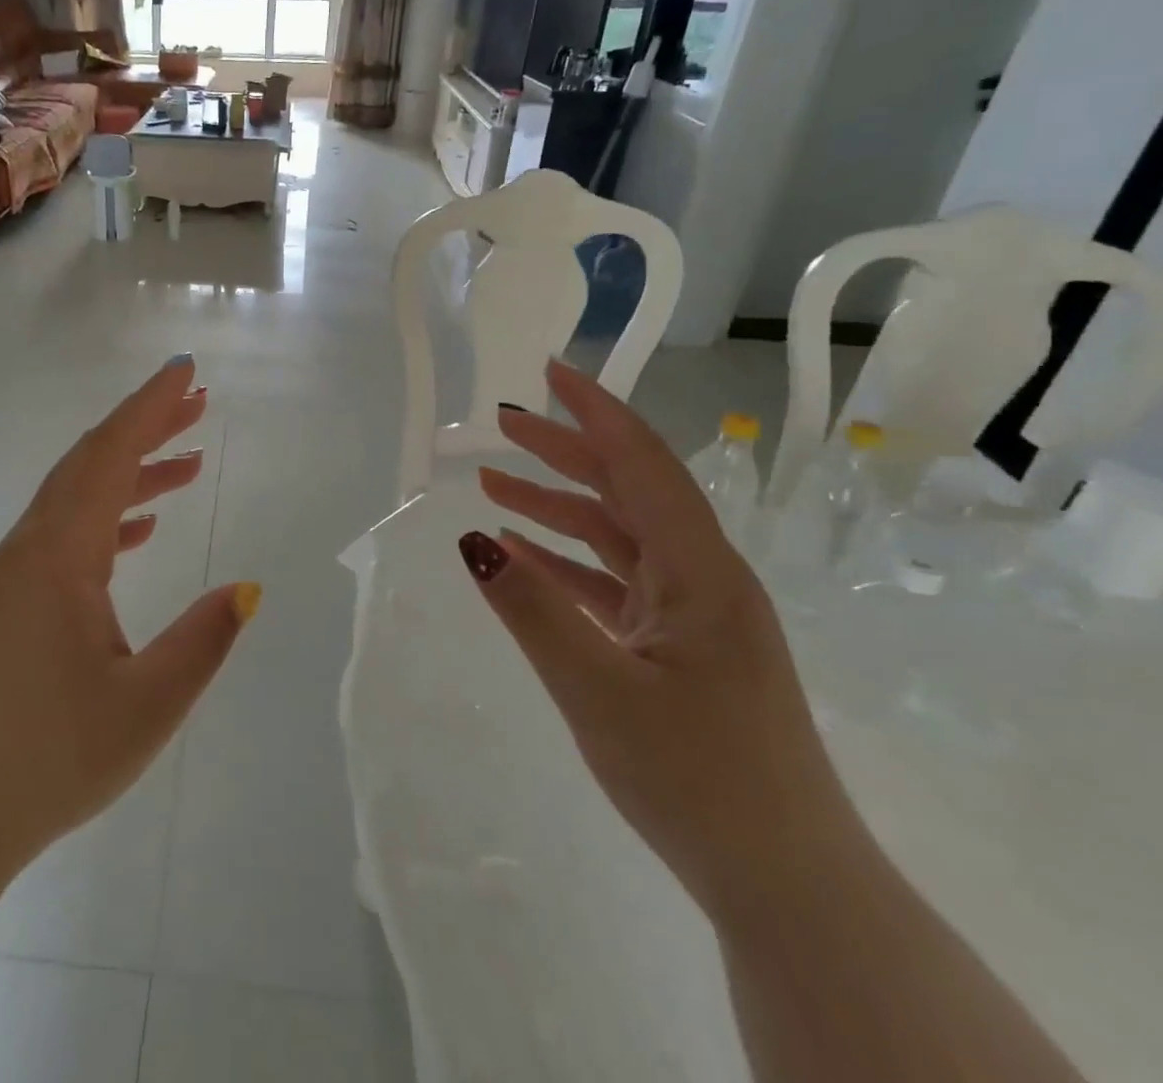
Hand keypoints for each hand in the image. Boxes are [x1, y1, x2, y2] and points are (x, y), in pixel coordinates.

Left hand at [0, 355, 259, 882]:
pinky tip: (138, 531)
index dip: (150, 407)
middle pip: (92, 462)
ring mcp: (14, 574)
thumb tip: (248, 588)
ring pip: (78, 496)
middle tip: (196, 402)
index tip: (185, 372)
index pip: (111, 455)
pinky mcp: (8, 603)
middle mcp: (32, 548)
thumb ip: (202, 641)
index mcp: (60, 555)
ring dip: (130, 471)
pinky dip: (107, 516)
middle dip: (145, 426)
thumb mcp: (145, 707)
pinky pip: (65, 533)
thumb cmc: (45, 760)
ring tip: (186, 461)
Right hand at [461, 361, 869, 922]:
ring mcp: (691, 615)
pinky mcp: (677, 648)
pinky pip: (612, 585)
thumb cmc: (695, 779)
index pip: (642, 465)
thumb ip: (530, 608)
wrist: (784, 885)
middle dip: (565, 451)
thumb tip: (471, 539)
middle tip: (503, 423)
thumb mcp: (596, 688)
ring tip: (492, 484)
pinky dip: (565, 564)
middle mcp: (702, 579)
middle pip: (627, 492)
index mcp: (700, 573)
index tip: (550, 372)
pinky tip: (519, 557)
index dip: (595, 411)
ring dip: (556, 508)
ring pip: (616, 537)